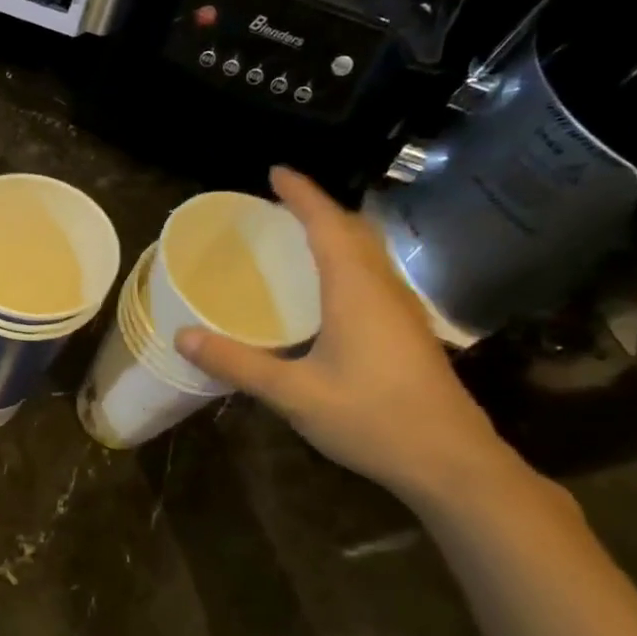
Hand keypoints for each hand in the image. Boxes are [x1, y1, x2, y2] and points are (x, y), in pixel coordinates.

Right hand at [176, 167, 515, 504]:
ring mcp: (402, 312)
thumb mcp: (294, 394)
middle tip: (281, 204)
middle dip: (319, 209)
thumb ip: (238, 363)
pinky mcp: (409, 334)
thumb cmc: (373, 419)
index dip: (302, 194)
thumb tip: (183, 336)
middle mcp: (383, 290)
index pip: (328, 225)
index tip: (276, 171)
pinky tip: (327, 292)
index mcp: (356, 291)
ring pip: (369, 254)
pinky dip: (346, 263)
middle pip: (354, 231)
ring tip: (298, 238)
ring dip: (336, 234)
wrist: (453, 463)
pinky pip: (372, 278)